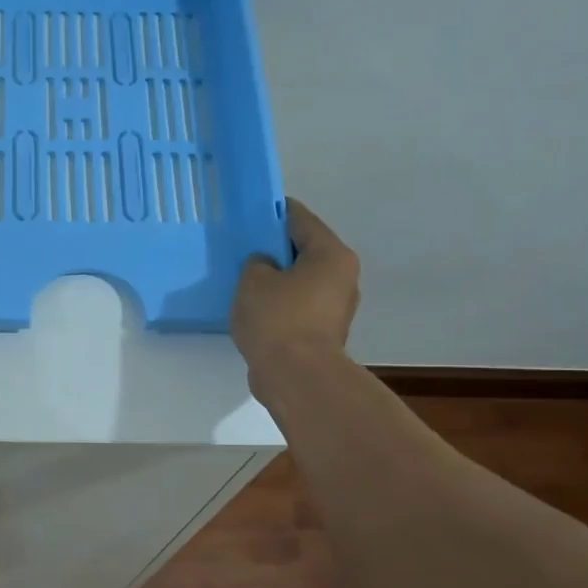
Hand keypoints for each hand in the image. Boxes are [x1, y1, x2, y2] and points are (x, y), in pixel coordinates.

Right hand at [232, 199, 360, 382]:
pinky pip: (299, 307)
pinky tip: (256, 310)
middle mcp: (342, 277)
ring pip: (302, 282)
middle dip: (276, 249)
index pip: (301, 220)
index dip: (275, 212)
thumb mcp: (254, 280)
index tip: (254, 211)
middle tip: (245, 249)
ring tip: (246, 282)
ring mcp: (336, 308)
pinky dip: (281, 305)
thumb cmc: (278, 319)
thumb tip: (266, 267)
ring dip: (278, 280)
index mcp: (331, 254)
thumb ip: (257, 263)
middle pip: (305, 251)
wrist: (297, 377)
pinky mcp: (324, 333)